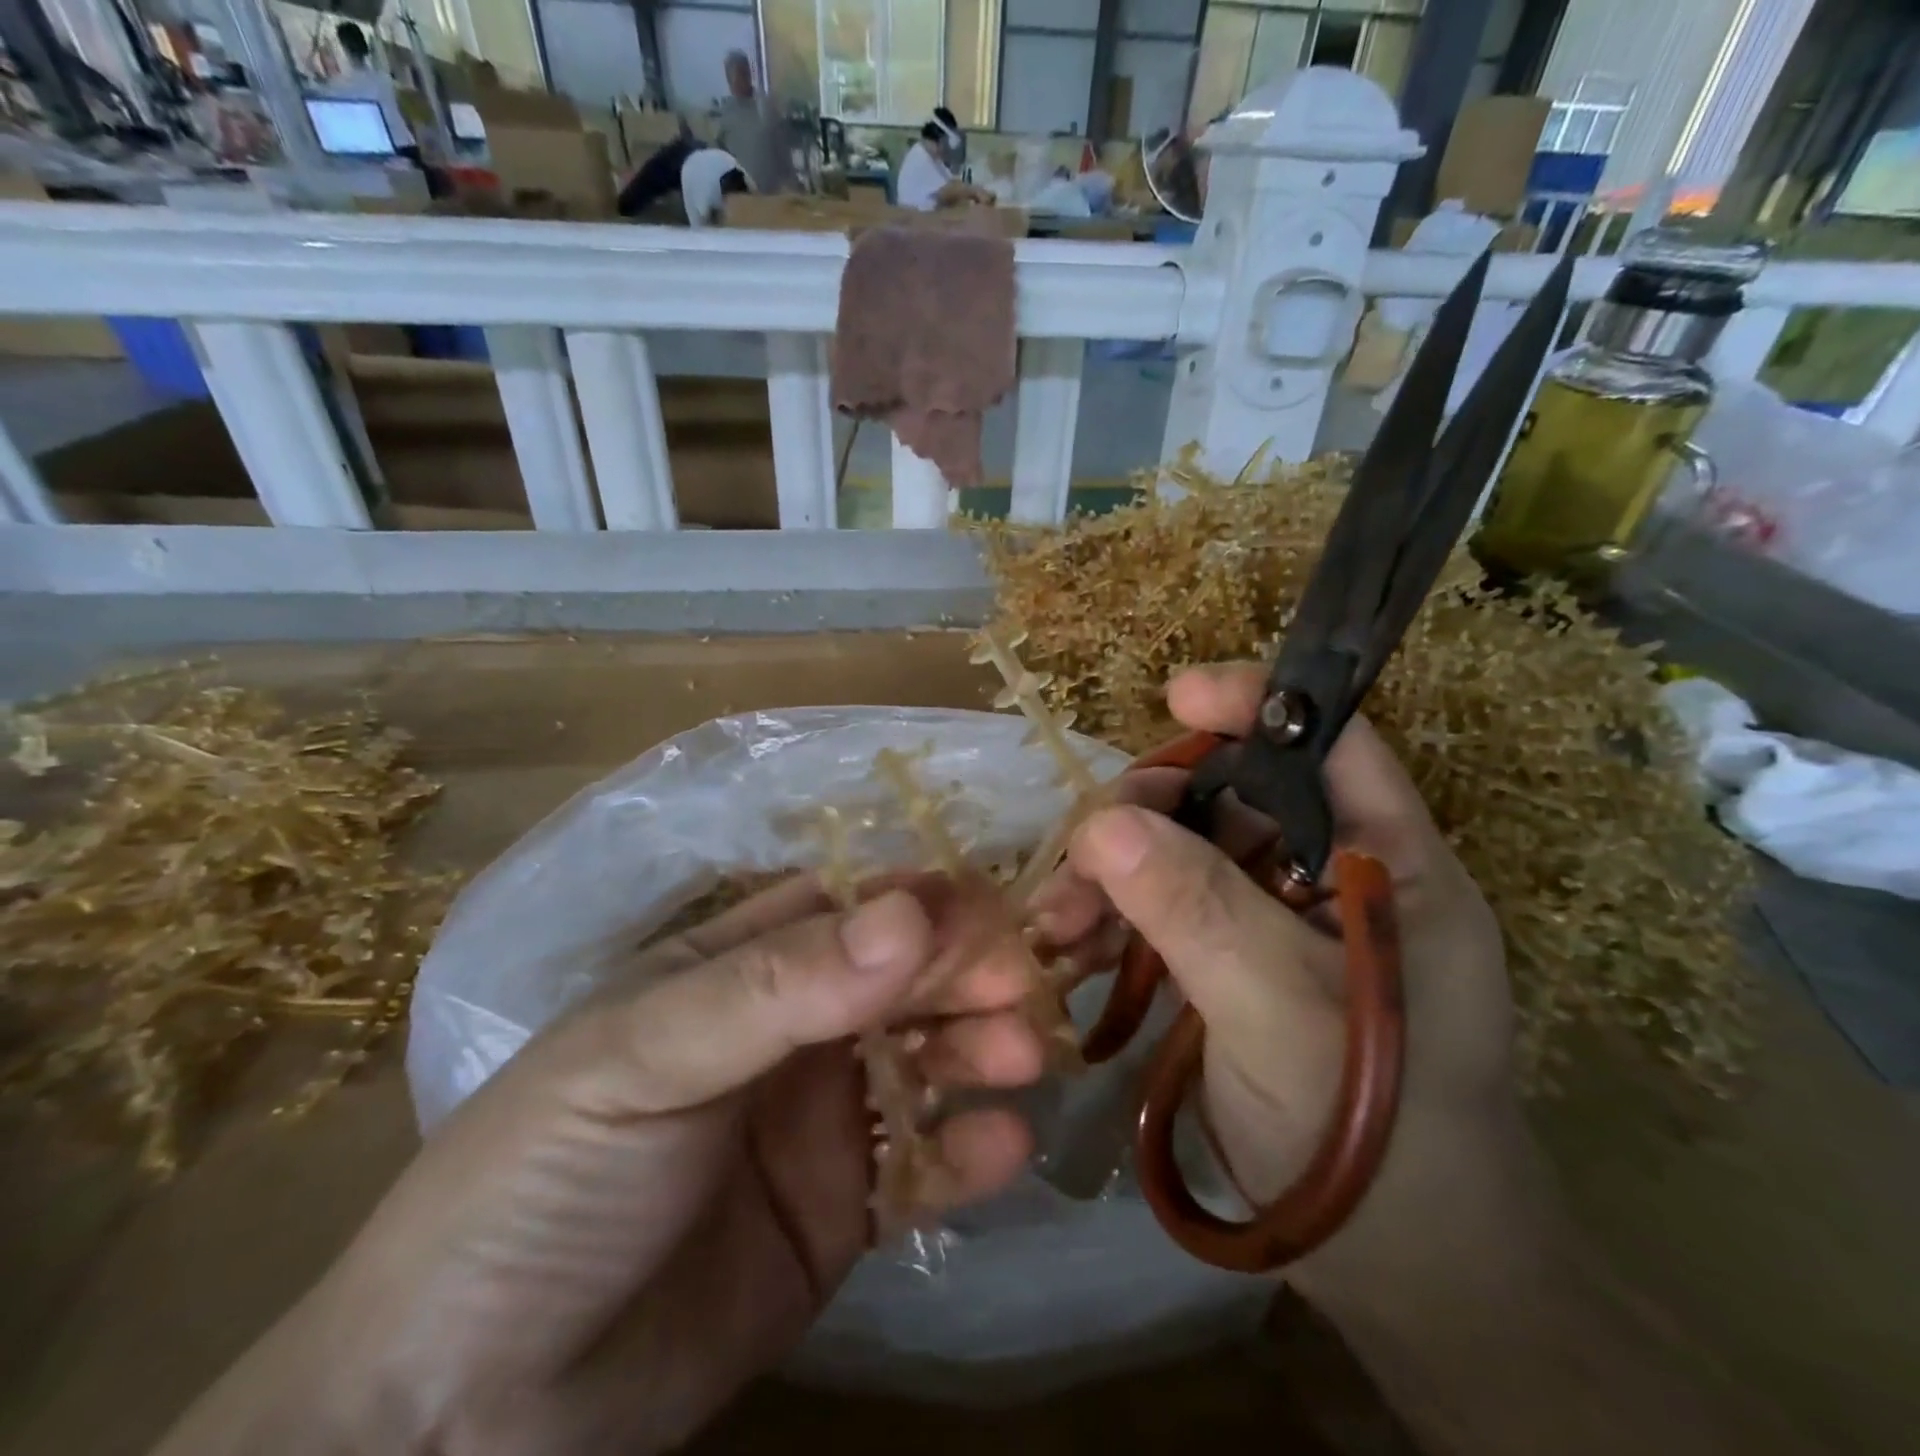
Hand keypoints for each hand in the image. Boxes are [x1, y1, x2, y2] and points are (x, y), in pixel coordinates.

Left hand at [158, 876, 1048, 1455]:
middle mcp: (791, 1028)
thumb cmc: (544, 1178)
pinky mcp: (842, 1211)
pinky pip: (922, 1167)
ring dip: (980, 1049)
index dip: (922, 902)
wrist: (462, 1413)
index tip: (993, 908)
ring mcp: (821, 1119)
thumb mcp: (646, 1055)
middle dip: (967, 971)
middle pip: (901, 979)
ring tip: (1022, 1055)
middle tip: (1026, 983)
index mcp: (741, 965)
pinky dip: (967, 1154)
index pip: (851, 908)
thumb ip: (781, 984)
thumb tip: (912, 910)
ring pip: (925, 1061)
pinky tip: (1005, 1146)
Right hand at [1037, 662, 1521, 1275]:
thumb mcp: (1284, 1011)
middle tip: (1079, 857)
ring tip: (1055, 920)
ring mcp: (1274, 917)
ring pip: (1181, 851)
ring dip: (1112, 873)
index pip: (1330, 743)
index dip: (1257, 705)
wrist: (1394, 1269)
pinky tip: (1067, 947)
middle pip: (1230, 794)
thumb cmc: (1376, 1133)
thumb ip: (1199, 911)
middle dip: (1146, 812)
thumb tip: (1100, 824)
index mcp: (1388, 861)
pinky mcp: (1229, 958)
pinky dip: (1112, 919)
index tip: (1175, 696)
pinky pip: (1160, 908)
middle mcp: (1330, 872)